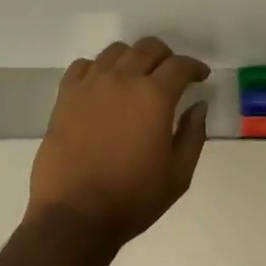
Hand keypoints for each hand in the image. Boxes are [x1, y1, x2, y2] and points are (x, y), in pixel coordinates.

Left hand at [27, 37, 210, 249]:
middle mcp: (123, 80)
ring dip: (133, 58)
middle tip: (171, 74)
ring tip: (136, 76)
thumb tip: (198, 105)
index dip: (195, 67)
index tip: (200, 76)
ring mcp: (91, 84)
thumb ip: (193, 135)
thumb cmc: (132, 199)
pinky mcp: (66, 96)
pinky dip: (98, 68)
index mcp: (154, 96)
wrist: (73, 217)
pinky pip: (84, 66)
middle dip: (166, 56)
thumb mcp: (178, 175)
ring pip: (116, 51)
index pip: (180, 65)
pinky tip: (103, 85)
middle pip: (148, 48)